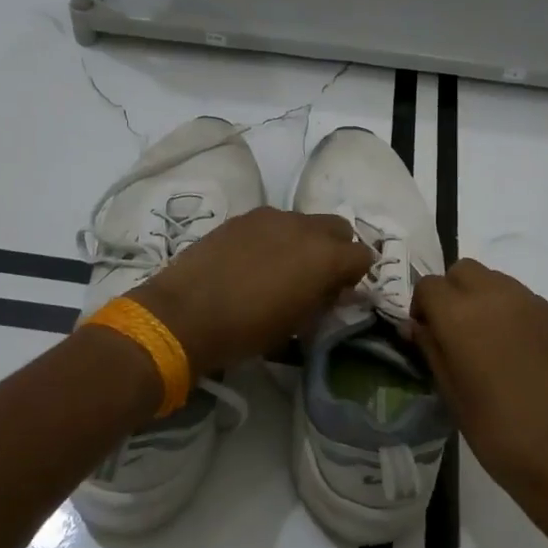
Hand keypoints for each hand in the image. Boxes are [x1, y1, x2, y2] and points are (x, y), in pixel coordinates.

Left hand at [130, 207, 372, 376]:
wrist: (184, 313)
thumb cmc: (247, 330)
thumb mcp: (297, 325)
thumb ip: (323, 300)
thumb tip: (332, 290)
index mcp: (325, 256)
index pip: (363, 255)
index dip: (355, 275)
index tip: (339, 292)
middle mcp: (304, 226)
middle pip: (338, 228)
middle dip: (336, 248)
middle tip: (317, 276)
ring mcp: (271, 217)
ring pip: (304, 222)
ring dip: (304, 241)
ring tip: (281, 268)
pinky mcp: (243, 217)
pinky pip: (273, 222)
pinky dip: (275, 237)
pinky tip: (254, 261)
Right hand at [409, 260, 547, 532]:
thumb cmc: (498, 432)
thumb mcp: (451, 394)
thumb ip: (431, 349)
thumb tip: (416, 326)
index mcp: (461, 315)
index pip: (428, 286)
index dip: (421, 308)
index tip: (424, 335)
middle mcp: (495, 296)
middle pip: (462, 270)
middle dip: (450, 293)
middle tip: (452, 332)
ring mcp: (530, 303)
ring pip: (493, 279)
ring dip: (479, 297)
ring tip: (484, 341)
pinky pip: (520, 297)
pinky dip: (507, 310)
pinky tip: (513, 350)